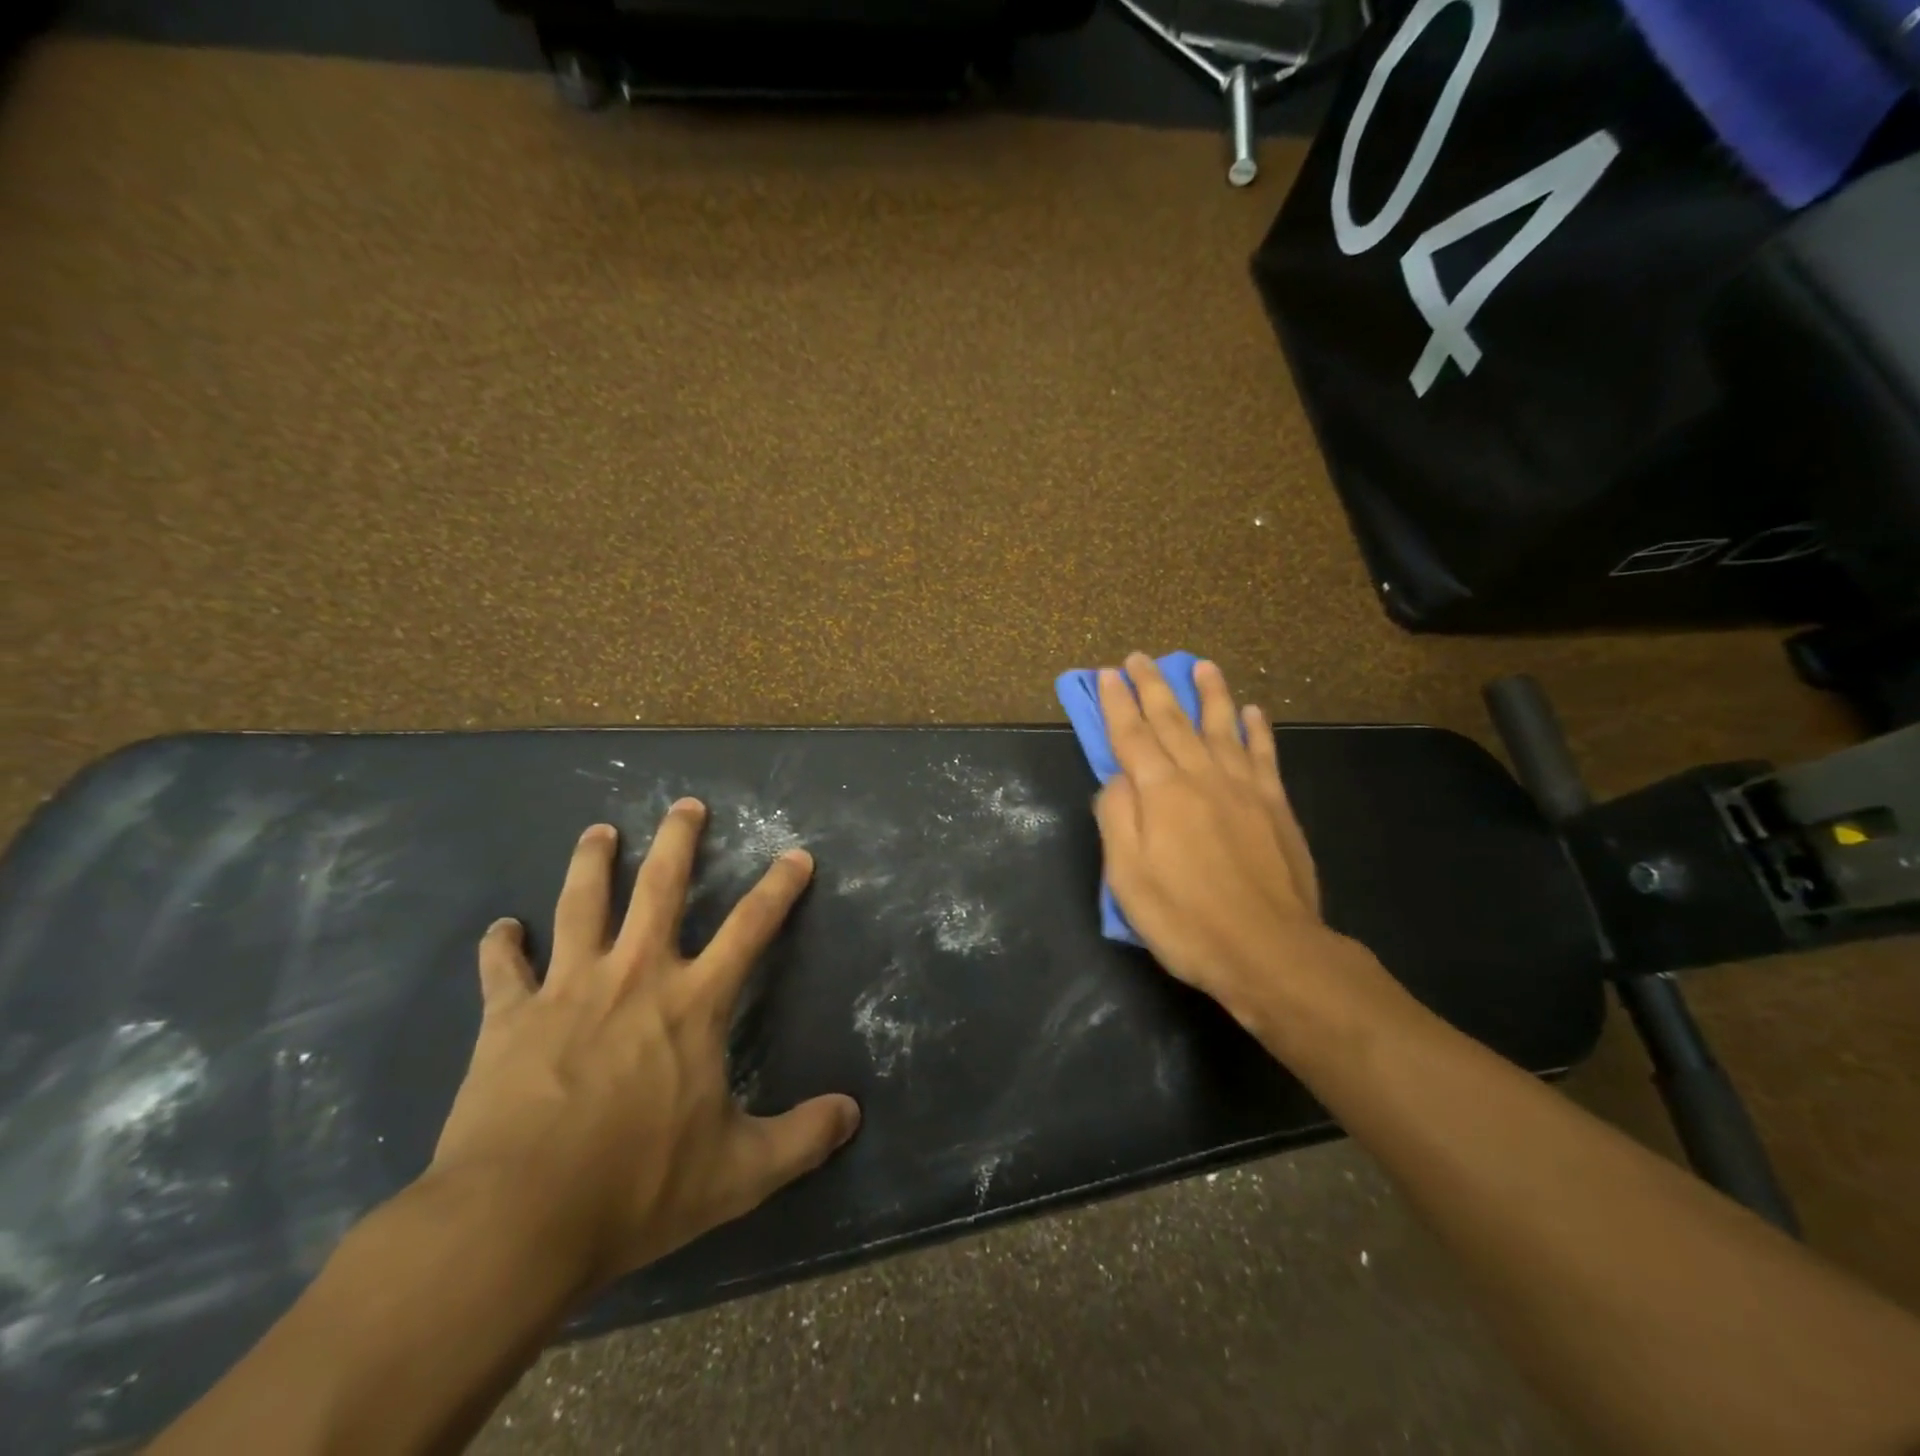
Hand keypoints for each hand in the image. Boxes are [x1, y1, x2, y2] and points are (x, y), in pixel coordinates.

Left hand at [426, 803, 860, 1295]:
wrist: (515, 1220)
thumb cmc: (636, 1188)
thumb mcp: (738, 1173)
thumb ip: (801, 1139)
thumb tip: (853, 1115)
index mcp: (693, 1002)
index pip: (751, 927)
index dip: (779, 887)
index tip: (796, 854)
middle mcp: (635, 975)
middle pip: (661, 887)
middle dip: (678, 839)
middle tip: (686, 804)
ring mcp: (568, 989)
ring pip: (582, 903)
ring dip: (593, 862)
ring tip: (599, 832)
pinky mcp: (509, 1017)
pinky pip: (503, 969)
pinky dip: (502, 945)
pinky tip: (501, 928)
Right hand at [1094, 653, 1365, 1034]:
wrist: (1269, 950)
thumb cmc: (1186, 919)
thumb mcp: (1128, 877)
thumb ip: (1117, 818)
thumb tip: (1117, 777)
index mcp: (1161, 793)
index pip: (1132, 736)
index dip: (1117, 704)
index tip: (1106, 675)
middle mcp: (1201, 776)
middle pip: (1173, 721)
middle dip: (1153, 686)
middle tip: (1139, 658)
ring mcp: (1243, 788)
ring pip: (1221, 726)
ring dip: (1209, 693)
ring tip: (1201, 665)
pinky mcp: (1275, 805)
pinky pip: (1263, 755)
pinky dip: (1256, 730)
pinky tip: (1252, 712)